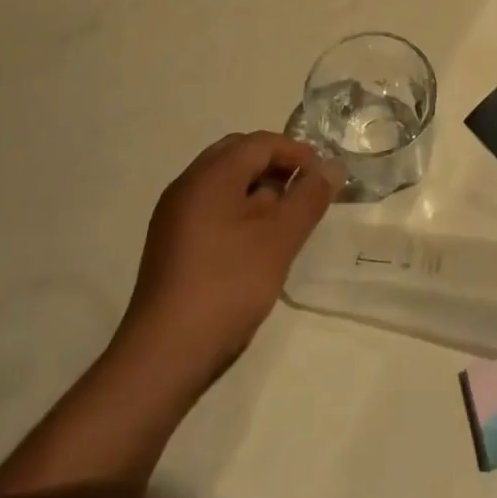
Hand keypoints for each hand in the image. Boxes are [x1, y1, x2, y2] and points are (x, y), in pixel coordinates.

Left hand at [115, 132, 337, 399]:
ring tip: (286, 219)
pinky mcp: (171, 243)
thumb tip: (331, 166)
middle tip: (305, 191)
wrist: (165, 354)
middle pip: (237, 155)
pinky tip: (257, 242)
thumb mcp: (279, 238)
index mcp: (209, 176)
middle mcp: (187, 185)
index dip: (296, 151)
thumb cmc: (228, 285)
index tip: (324, 176)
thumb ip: (308, 197)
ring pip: (224, 182)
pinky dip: (239, 209)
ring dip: (258, 188)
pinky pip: (211, 207)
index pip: (259, 143)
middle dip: (276, 165)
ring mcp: (174, 215)